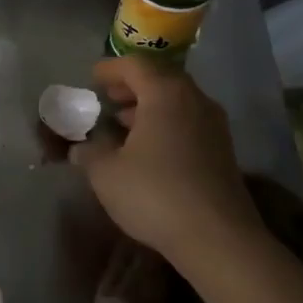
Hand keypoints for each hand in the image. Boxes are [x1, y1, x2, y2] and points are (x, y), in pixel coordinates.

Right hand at [71, 56, 263, 266]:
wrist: (217, 237)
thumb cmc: (155, 194)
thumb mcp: (107, 174)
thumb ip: (90, 153)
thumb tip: (81, 147)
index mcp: (166, 94)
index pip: (136, 65)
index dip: (110, 69)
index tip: (92, 78)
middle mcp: (195, 100)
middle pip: (161, 79)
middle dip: (131, 86)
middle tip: (107, 98)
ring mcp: (214, 125)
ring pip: (177, 102)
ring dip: (149, 107)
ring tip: (122, 124)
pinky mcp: (222, 151)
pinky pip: (188, 123)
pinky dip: (165, 125)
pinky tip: (147, 149)